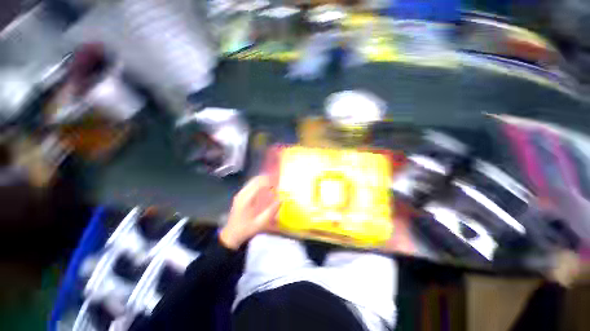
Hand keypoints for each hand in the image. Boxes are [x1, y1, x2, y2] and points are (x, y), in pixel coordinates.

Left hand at [220, 176, 279, 248]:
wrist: (231, 235)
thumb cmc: (246, 229)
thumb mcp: (260, 223)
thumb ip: (271, 211)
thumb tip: (281, 200)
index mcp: (247, 200)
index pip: (259, 184)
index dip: (270, 181)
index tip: (279, 182)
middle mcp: (242, 194)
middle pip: (255, 180)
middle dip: (267, 178)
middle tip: (277, 180)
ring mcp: (240, 193)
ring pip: (252, 181)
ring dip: (263, 180)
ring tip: (273, 182)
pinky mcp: (240, 195)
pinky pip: (250, 184)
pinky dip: (259, 183)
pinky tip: (265, 187)